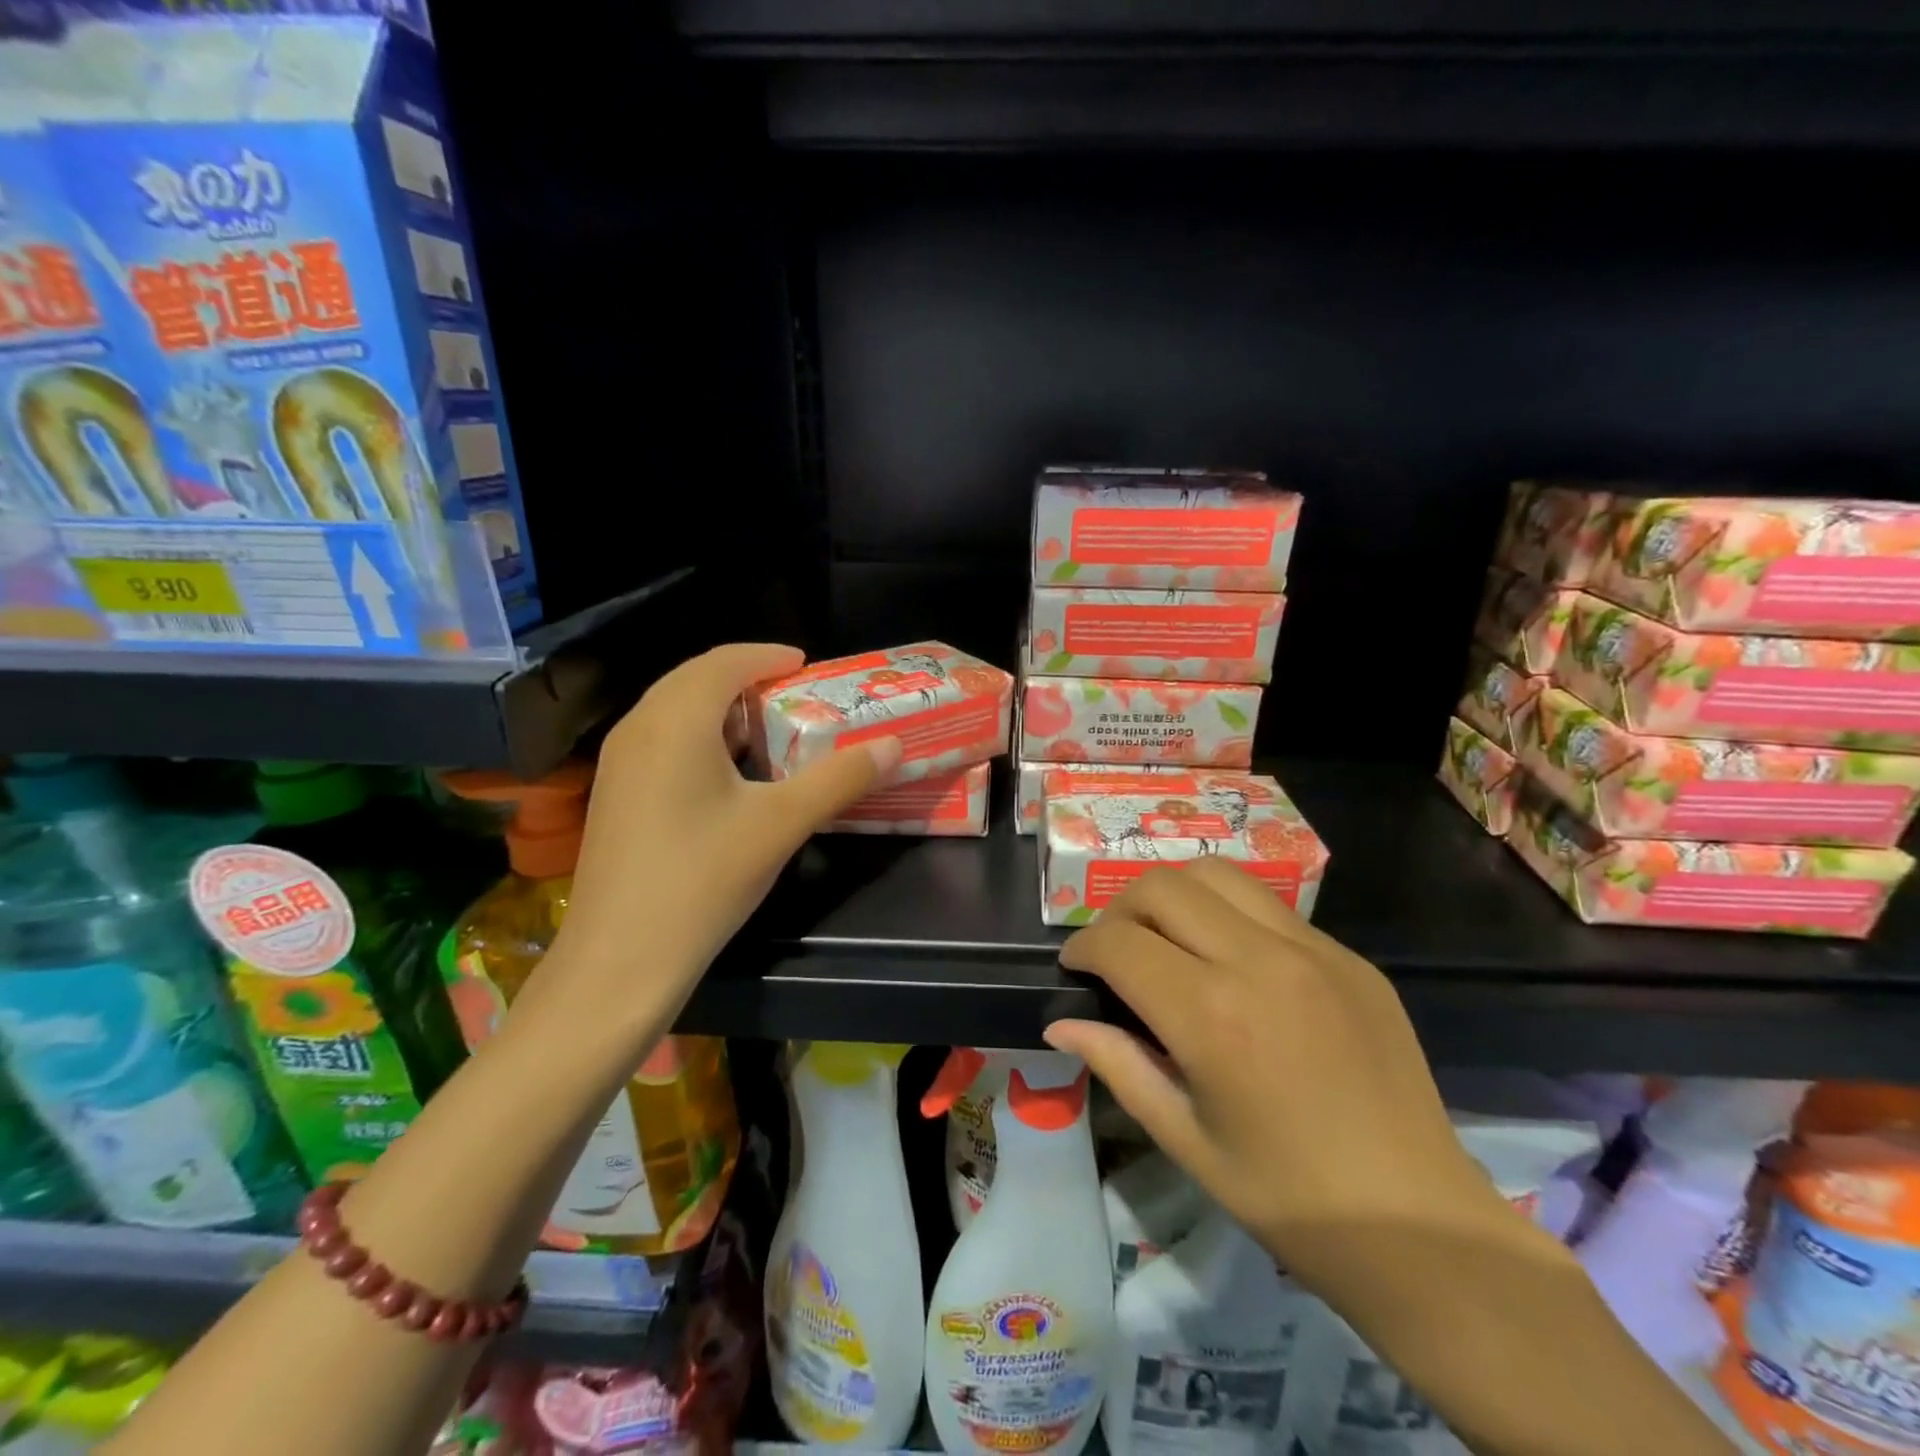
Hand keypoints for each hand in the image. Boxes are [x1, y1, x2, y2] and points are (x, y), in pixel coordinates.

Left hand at [551, 644, 900, 1015]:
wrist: (620, 961)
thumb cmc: (703, 879)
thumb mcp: (782, 824)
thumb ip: (840, 779)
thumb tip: (893, 746)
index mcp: (676, 720)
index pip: (724, 662)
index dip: (768, 656)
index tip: (807, 665)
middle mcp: (638, 728)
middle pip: (695, 680)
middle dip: (746, 678)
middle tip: (795, 694)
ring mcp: (619, 764)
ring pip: (675, 712)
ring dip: (722, 710)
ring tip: (770, 730)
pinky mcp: (615, 796)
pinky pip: (662, 742)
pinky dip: (700, 739)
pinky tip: (730, 775)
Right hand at [1047, 859, 1510, 1297]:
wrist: (1420, 1227)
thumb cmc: (1288, 1198)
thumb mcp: (1185, 1139)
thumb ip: (1117, 1064)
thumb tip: (1061, 1022)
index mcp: (1212, 1016)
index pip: (1120, 943)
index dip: (1083, 948)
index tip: (1075, 967)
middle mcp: (1260, 961)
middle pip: (1163, 886)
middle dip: (1121, 910)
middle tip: (1116, 951)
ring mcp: (1314, 951)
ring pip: (1218, 874)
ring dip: (1175, 896)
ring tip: (1168, 939)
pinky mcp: (1350, 956)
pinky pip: (1270, 907)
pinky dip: (1229, 916)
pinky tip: (1233, 964)